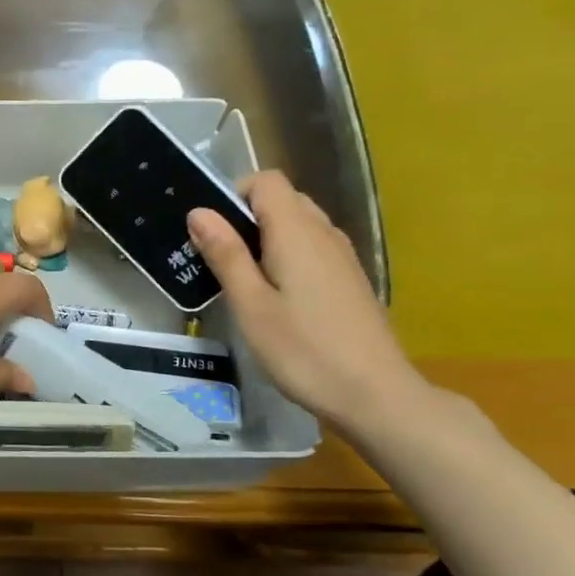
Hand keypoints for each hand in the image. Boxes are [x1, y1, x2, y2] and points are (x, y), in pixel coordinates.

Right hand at [187, 171, 427, 428]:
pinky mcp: (349, 280)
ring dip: (266, 239)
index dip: (234, 194)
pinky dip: (287, 257)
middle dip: (246, 217)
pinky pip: (312, 249)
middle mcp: (324, 234)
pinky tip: (276, 299)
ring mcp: (342, 257)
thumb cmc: (303, 350)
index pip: (266, 181)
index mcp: (297, 232)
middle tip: (220, 259)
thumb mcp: (250, 304)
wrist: (375, 395)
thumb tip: (199, 212)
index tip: (212, 232)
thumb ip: (226, 254)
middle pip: (283, 200)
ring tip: (243, 281)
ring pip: (298, 225)